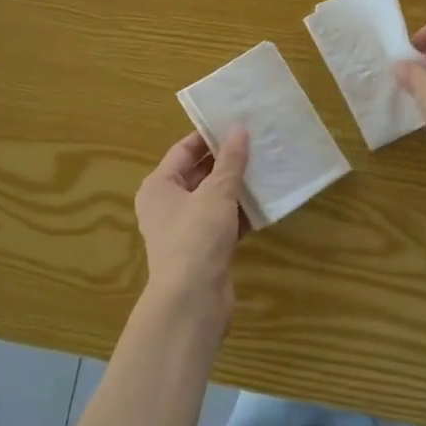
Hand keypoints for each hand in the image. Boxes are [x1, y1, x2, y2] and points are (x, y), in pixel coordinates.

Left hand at [133, 127, 250, 329]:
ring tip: (266, 167)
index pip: (183, 150)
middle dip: (227, 160)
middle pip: (199, 173)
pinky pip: (224, 222)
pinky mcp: (204, 250)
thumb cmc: (196, 238)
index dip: (209, 136)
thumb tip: (239, 129)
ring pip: (213, 199)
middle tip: (257, 143)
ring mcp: (186, 229)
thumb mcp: (216, 193)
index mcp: (159, 186)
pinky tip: (265, 203)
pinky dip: (241, 213)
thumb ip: (230, 161)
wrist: (192, 301)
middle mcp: (168, 205)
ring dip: (237, 186)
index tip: (237, 123)